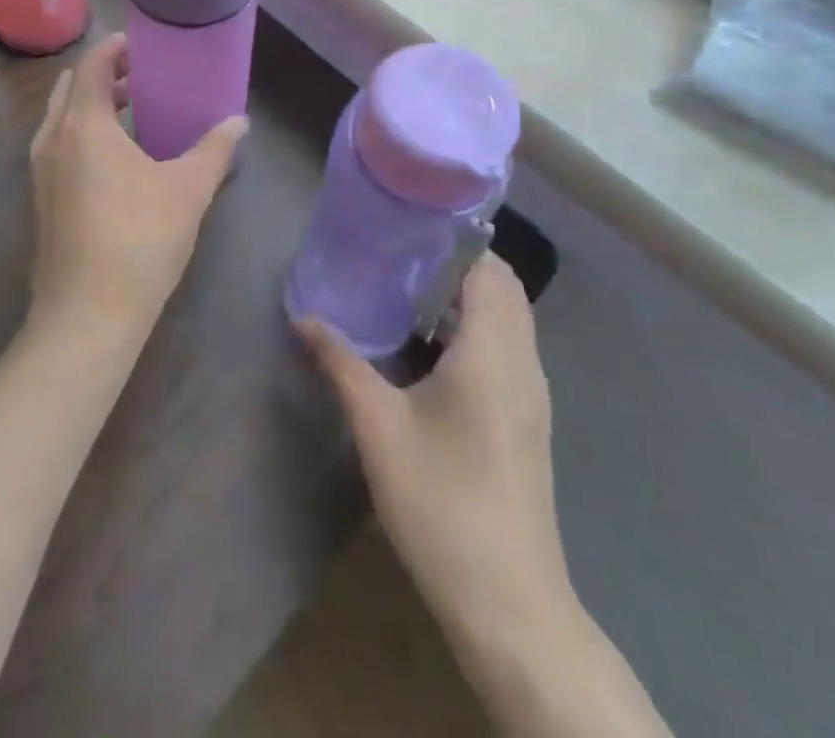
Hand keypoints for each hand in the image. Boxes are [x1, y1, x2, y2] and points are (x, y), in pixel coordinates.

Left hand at [28, 33, 246, 344]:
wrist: (87, 315)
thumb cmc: (140, 240)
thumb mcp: (188, 189)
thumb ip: (214, 149)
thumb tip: (239, 122)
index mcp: (83, 125)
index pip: (90, 65)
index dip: (114, 48)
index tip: (142, 44)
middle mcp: (53, 139)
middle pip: (70, 88)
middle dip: (103, 75)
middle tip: (141, 76)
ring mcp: (41, 172)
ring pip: (61, 119)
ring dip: (91, 105)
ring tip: (132, 111)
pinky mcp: (42, 200)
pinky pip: (59, 146)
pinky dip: (82, 133)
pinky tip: (117, 159)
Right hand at [297, 254, 574, 640]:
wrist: (509, 603)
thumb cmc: (442, 501)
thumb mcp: (378, 427)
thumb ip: (340, 363)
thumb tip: (302, 318)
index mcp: (493, 349)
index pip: (487, 265)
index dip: (451, 240)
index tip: (404, 230)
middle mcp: (522, 361)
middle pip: (501, 286)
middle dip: (453, 265)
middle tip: (397, 260)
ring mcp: (532, 393)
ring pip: (507, 319)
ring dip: (464, 299)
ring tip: (405, 296)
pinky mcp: (528, 420)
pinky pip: (506, 348)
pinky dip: (474, 330)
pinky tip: (427, 352)